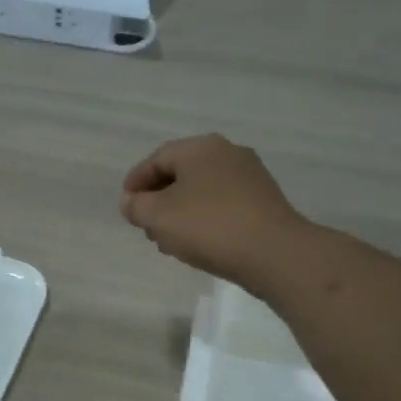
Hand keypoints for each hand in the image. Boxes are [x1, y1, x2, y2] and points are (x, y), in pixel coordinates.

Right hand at [121, 134, 308, 286]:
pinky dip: (203, 218)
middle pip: (181, 173)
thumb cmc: (208, 227)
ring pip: (202, 190)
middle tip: (146, 225)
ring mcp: (250, 176)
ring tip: (168, 240)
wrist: (273, 253)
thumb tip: (131, 201)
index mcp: (200, 148)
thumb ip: (136, 206)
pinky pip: (222, 204)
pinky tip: (197, 242)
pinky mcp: (263, 201)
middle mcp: (227, 153)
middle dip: (158, 199)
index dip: (136, 181)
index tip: (126, 205)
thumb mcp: (158, 216)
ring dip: (180, 212)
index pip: (157, 158)